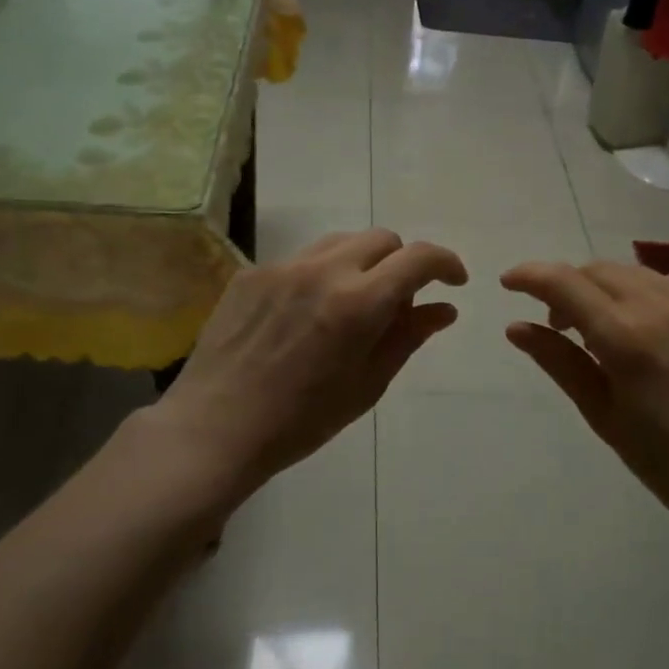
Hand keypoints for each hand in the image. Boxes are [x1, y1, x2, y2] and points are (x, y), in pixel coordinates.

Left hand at [149, 229, 466, 504]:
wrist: (216, 428)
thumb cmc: (302, 420)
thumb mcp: (368, 384)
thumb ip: (408, 336)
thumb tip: (444, 308)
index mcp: (358, 302)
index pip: (418, 258)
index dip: (446, 263)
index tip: (453, 282)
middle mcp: (323, 270)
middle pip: (382, 239)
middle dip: (402, 263)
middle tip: (396, 304)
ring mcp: (282, 267)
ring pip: (341, 242)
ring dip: (362, 263)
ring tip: (351, 305)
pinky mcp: (251, 273)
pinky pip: (302, 259)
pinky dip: (321, 275)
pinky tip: (305, 314)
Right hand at [501, 259, 668, 540]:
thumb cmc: (668, 463)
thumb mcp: (603, 415)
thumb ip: (559, 362)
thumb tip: (517, 327)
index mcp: (626, 335)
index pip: (564, 283)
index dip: (529, 276)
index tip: (508, 284)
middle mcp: (660, 306)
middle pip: (597, 270)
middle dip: (565, 286)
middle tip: (555, 324)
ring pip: (632, 273)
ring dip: (601, 287)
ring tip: (597, 329)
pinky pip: (666, 284)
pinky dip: (638, 293)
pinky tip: (640, 328)